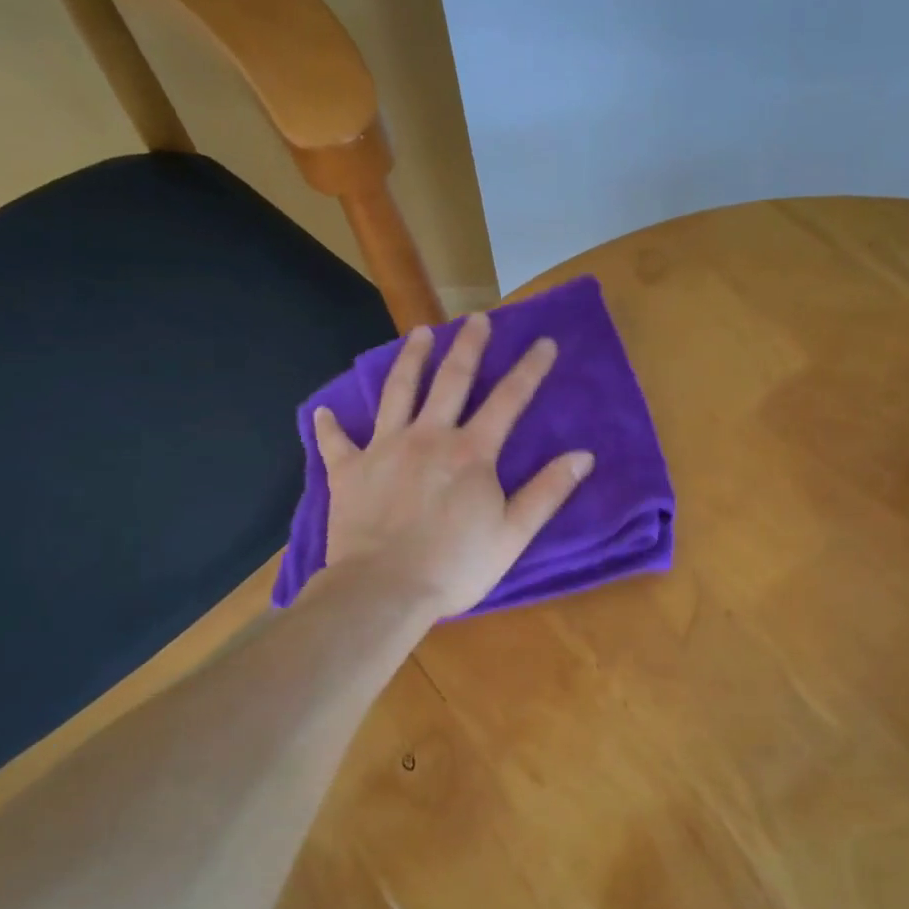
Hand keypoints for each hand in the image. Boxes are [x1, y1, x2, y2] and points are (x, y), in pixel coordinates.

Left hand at [313, 313, 594, 618]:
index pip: (508, 399)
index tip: (544, 341)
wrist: (383, 589)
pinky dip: (330, 425)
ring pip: (397, 392)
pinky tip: (325, 411)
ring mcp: (384, 448)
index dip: (530, 369)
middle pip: (451, 379)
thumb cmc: (454, 566)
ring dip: (410, 359)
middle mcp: (428, 437)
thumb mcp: (513, 535)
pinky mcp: (348, 470)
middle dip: (469, 346)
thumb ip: (547, 492)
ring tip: (419, 333)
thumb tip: (583, 455)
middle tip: (478, 319)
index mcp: (471, 452)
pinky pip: (336, 441)